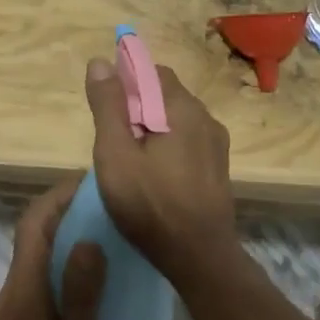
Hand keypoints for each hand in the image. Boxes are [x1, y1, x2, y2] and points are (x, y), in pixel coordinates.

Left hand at [0, 180, 107, 319]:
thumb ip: (82, 299)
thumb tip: (88, 239)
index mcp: (24, 294)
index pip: (33, 225)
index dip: (58, 197)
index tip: (92, 184)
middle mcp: (10, 294)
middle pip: (32, 237)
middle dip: (65, 213)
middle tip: (110, 210)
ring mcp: (9, 314)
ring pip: (34, 260)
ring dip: (64, 240)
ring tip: (108, 241)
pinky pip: (37, 283)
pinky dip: (61, 268)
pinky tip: (92, 289)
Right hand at [84, 59, 236, 287]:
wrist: (199, 257)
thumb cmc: (150, 204)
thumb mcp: (115, 154)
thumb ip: (108, 106)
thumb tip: (101, 62)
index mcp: (182, 108)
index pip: (152, 72)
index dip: (125, 83)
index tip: (106, 111)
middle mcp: (205, 117)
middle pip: (165, 94)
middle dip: (137, 108)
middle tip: (114, 142)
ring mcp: (216, 144)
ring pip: (177, 119)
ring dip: (152, 128)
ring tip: (131, 162)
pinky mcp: (218, 167)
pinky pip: (188, 141)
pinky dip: (168, 146)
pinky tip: (154, 176)